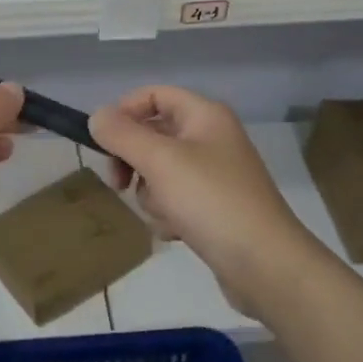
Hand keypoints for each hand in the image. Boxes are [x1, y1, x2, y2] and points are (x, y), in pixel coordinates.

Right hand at [89, 86, 309, 316]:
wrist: (266, 266)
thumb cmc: (212, 202)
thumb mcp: (160, 161)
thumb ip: (122, 135)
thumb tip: (96, 116)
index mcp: (205, 116)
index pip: (154, 95)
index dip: (124, 111)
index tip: (102, 141)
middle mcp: (211, 139)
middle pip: (153, 135)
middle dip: (134, 161)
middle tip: (119, 183)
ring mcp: (214, 176)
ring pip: (159, 172)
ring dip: (151, 194)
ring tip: (165, 214)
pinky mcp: (214, 209)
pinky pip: (175, 201)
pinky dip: (168, 215)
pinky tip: (176, 233)